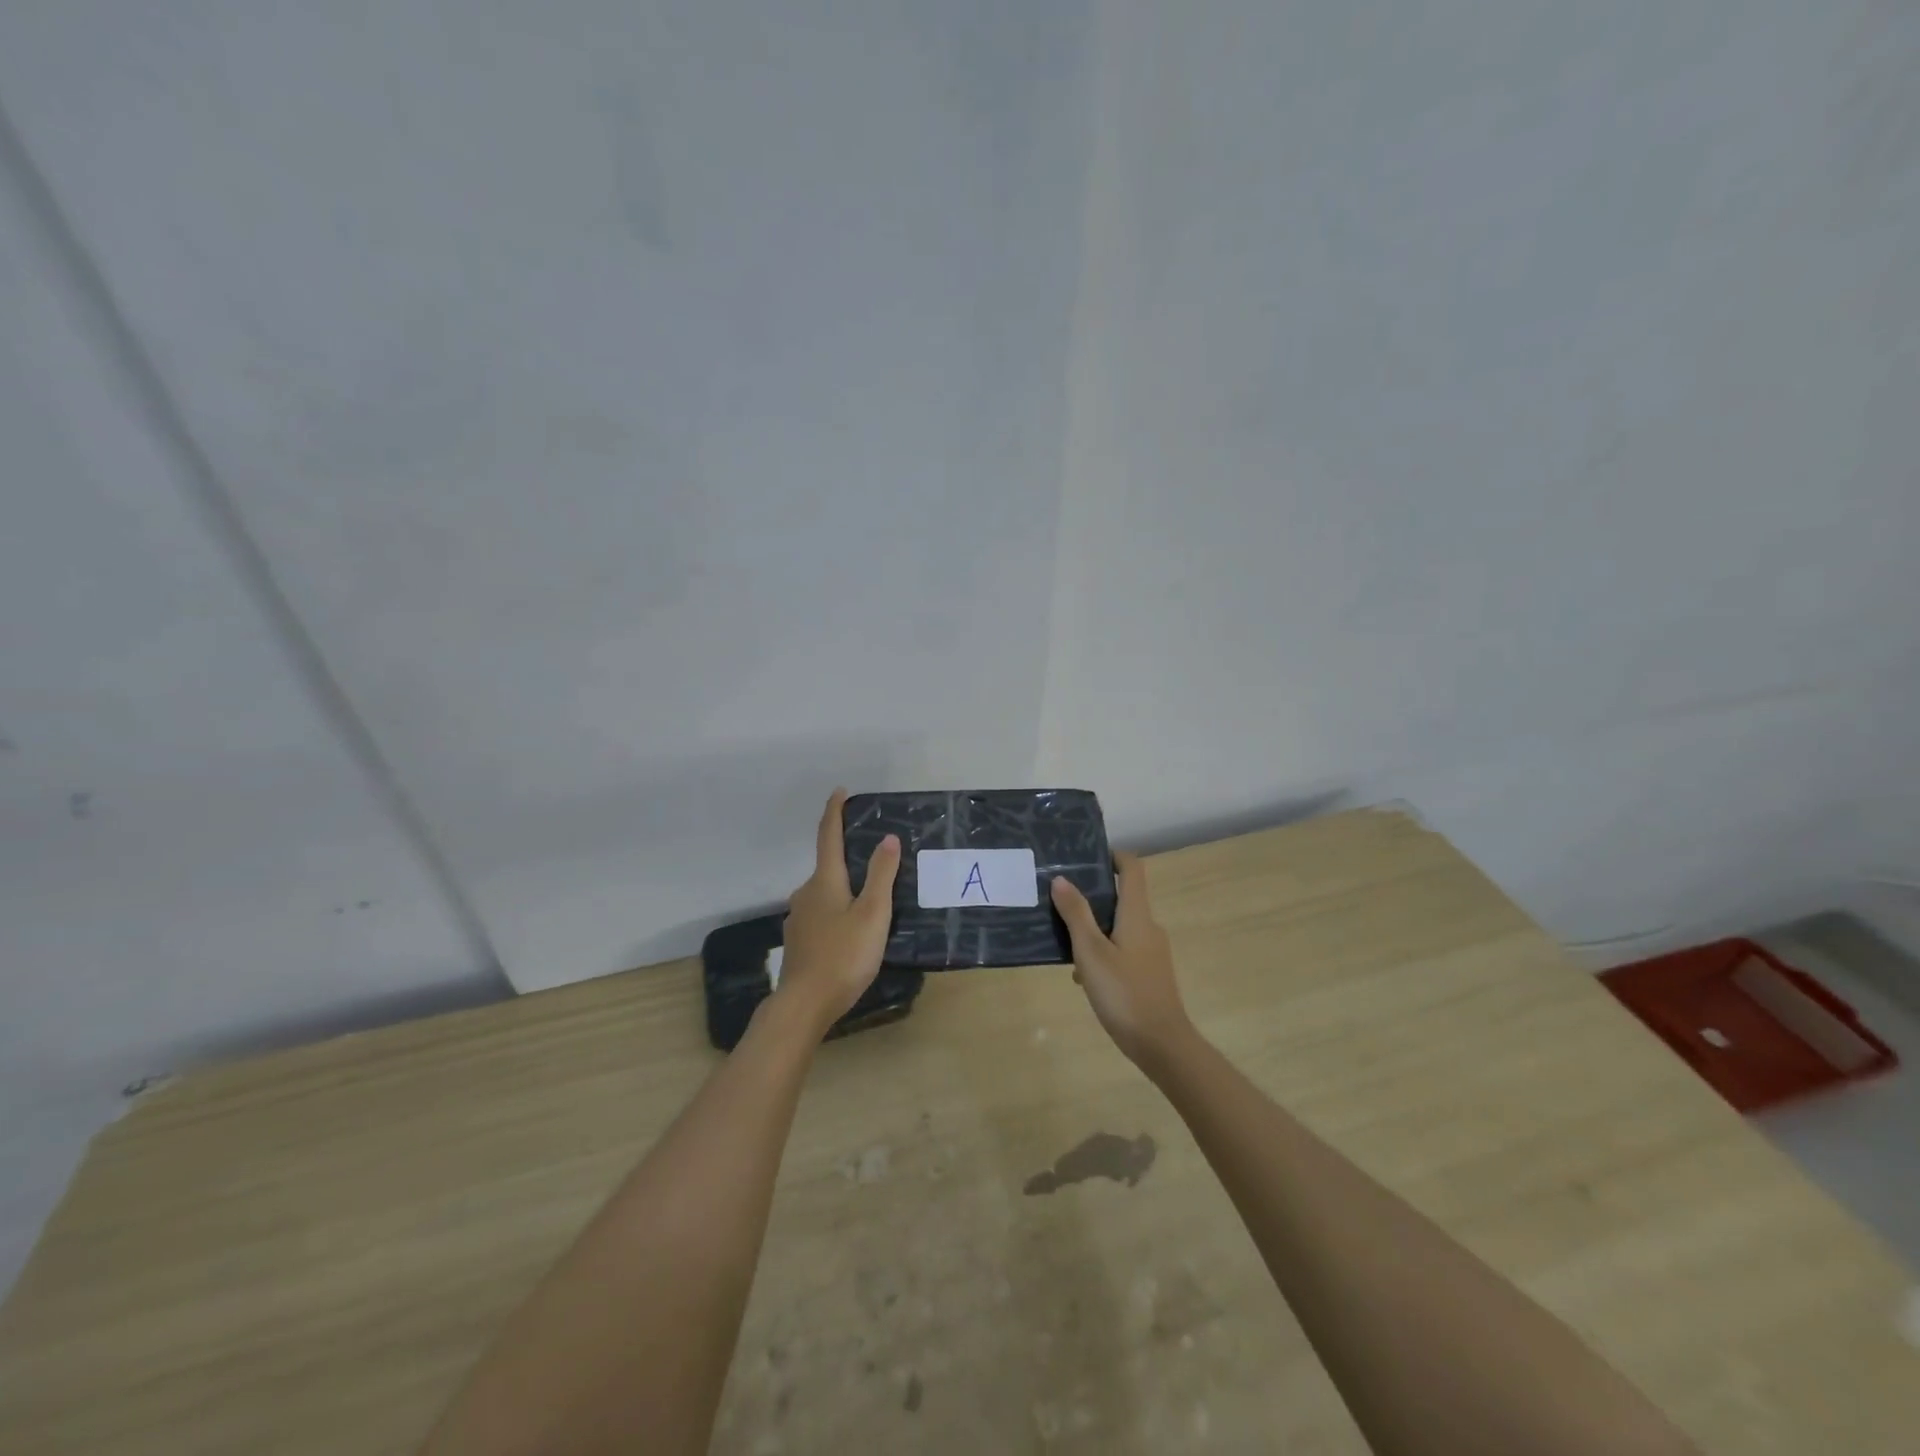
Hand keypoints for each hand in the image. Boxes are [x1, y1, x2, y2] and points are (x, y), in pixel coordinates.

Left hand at [774, 790, 900, 1034]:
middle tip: (876, 861)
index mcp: (824, 881)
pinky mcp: (799, 942)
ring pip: (824, 894)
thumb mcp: (872, 914)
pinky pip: (821, 916)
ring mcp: (798, 919)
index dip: (834, 812)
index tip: (840, 791)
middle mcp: (806, 893)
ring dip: (843, 890)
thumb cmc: (843, 955)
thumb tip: (886, 838)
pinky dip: (836, 913)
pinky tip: (851, 932)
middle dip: (847, 859)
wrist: (804, 1005)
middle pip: (828, 867)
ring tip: (870, 901)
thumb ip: (881, 875)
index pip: (828, 836)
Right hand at [1051, 852, 1194, 1070]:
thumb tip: (1061, 879)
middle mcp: (1149, 926)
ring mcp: (1152, 951)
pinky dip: (1103, 952)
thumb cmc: (1124, 993)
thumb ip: (1076, 914)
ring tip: (1063, 941)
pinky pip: (1123, 949)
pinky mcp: (1150, 973)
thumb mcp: (1091, 952)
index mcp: (1137, 915)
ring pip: (1119, 926)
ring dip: (1094, 929)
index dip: (1112, 856)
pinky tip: (1082, 977)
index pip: (1132, 869)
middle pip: (1123, 897)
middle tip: (1060, 899)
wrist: (1162, 1045)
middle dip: (1093, 895)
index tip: (1086, 857)